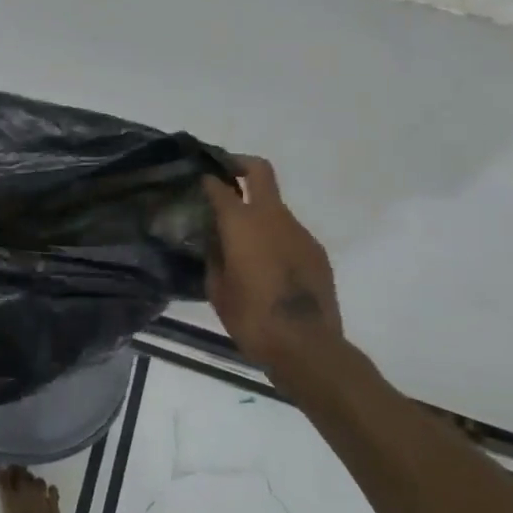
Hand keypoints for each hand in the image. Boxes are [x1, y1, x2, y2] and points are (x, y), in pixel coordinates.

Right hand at [203, 158, 343, 386]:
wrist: (307, 347)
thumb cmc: (252, 318)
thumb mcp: (217, 288)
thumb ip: (214, 255)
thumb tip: (214, 239)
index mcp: (242, 223)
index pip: (220, 186)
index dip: (206, 179)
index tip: (196, 180)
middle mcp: (273, 217)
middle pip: (260, 172)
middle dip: (240, 165)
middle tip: (223, 174)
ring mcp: (300, 232)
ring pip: (275, 206)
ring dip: (257, 211)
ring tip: (240, 239)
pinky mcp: (316, 252)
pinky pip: (289, 233)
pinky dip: (274, 237)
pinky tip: (265, 264)